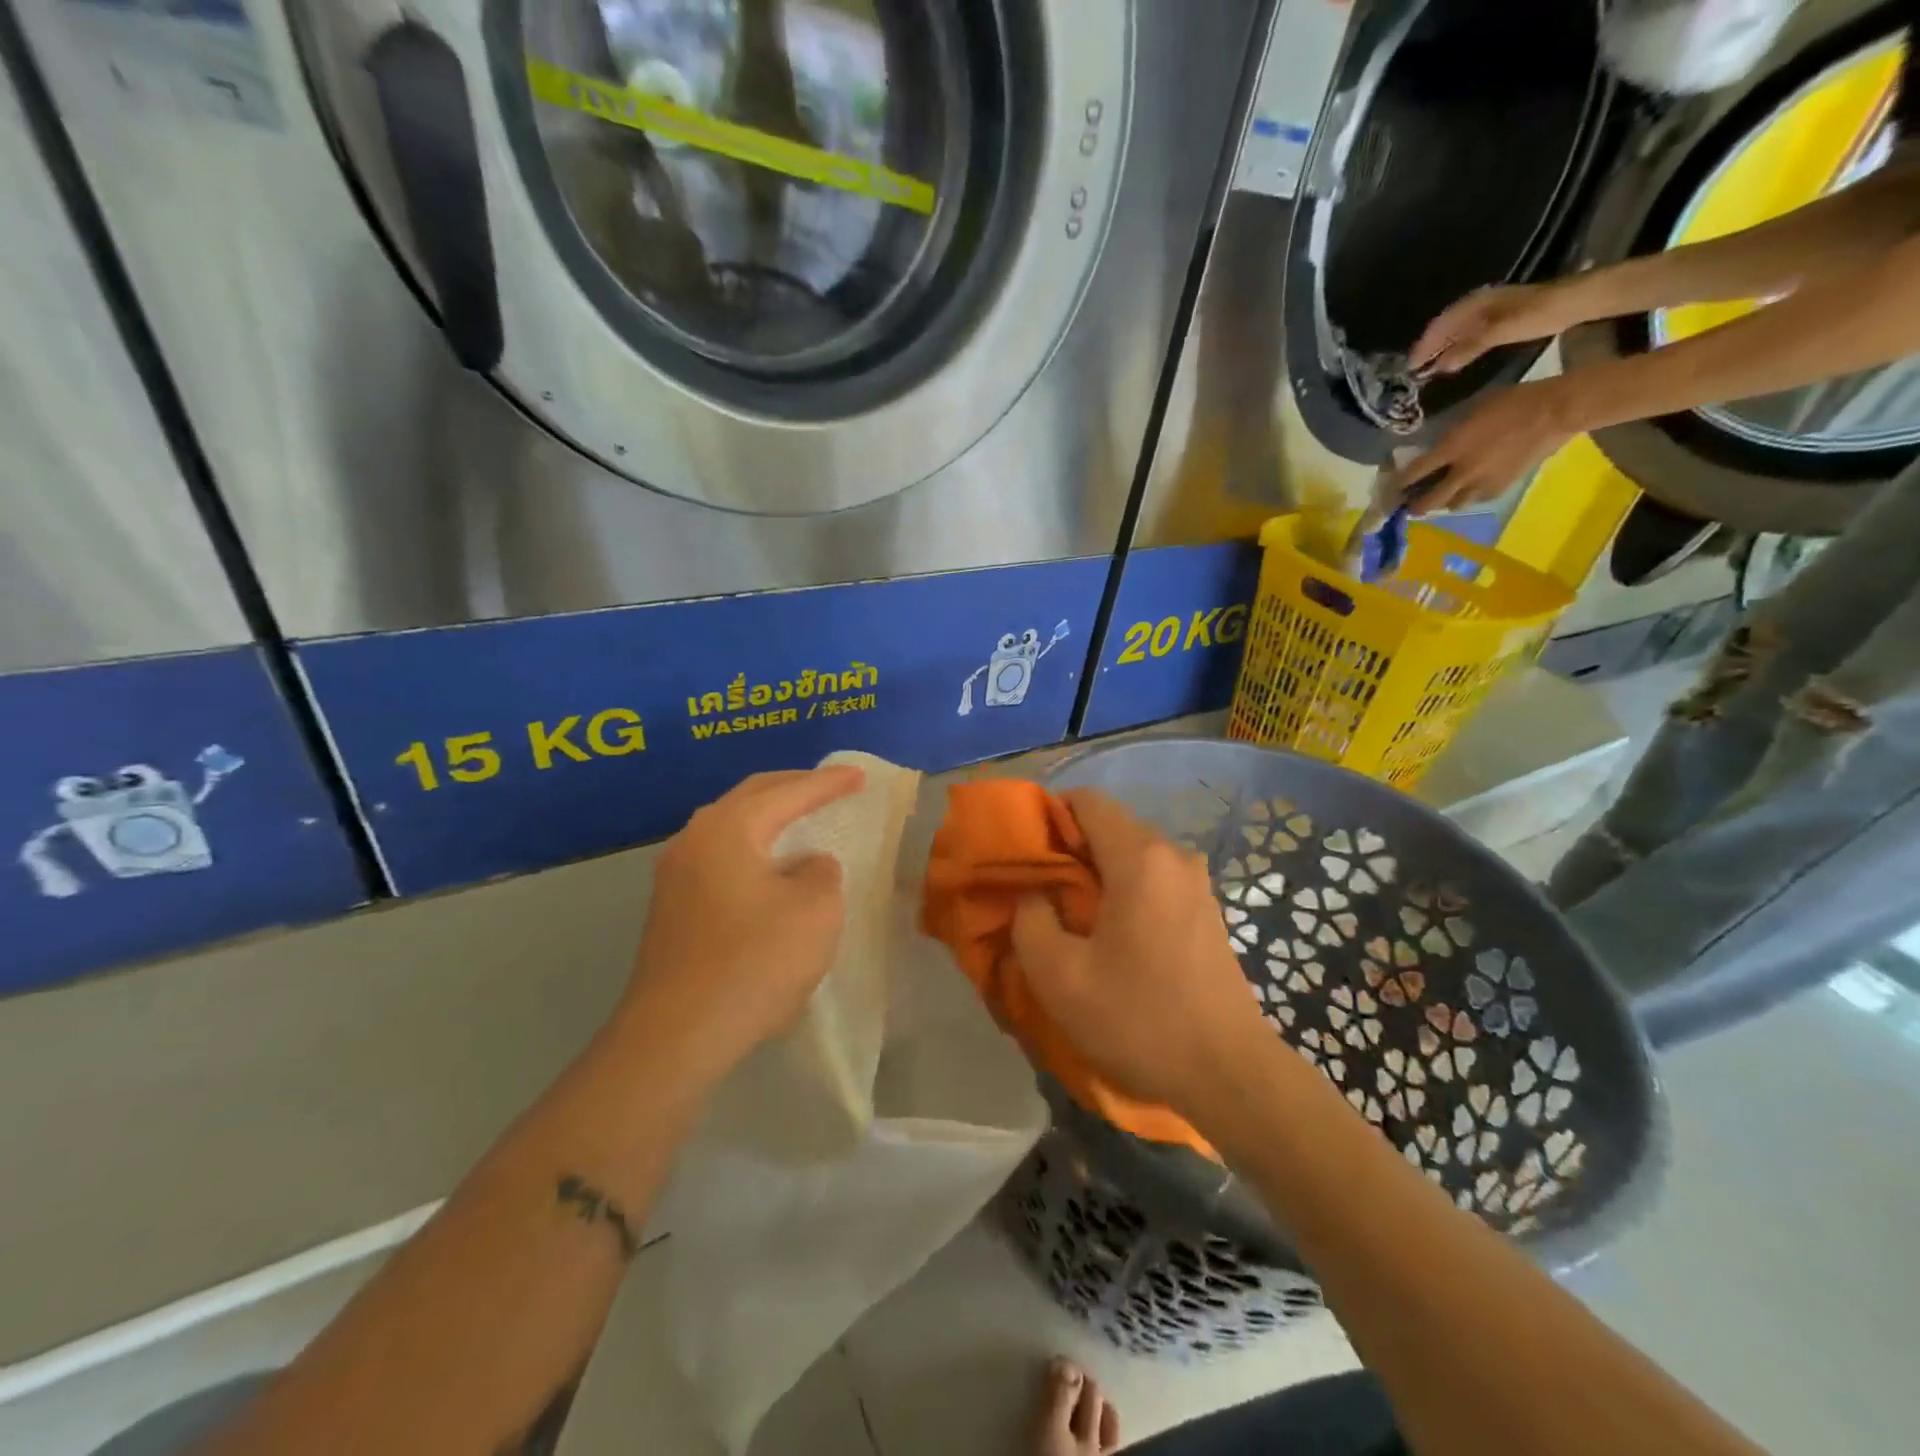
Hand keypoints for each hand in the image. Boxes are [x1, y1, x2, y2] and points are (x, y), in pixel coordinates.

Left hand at [620, 766, 863, 1085]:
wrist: (676, 1036)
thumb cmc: (754, 963)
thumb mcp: (815, 911)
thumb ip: (822, 873)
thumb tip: (807, 865)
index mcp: (728, 828)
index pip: (788, 793)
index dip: (829, 783)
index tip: (860, 776)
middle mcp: (694, 838)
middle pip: (750, 797)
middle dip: (793, 787)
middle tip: (830, 785)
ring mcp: (674, 874)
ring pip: (730, 826)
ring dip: (768, 817)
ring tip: (801, 818)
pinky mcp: (671, 907)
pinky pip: (720, 856)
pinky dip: (752, 847)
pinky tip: (770, 867)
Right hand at [1010, 790, 1268, 1113]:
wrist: (1230, 1074)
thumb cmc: (1139, 1019)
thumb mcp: (1059, 977)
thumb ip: (1030, 921)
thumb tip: (1033, 895)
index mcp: (1140, 858)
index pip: (1088, 801)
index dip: (1050, 815)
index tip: (1027, 852)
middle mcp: (1174, 856)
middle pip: (1111, 826)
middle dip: (1071, 848)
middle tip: (1042, 891)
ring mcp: (1197, 884)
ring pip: (1134, 855)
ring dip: (1099, 873)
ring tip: (1074, 917)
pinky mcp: (1208, 912)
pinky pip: (1156, 880)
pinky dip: (1127, 891)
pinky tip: (1115, 937)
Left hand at [1394, 379, 1577, 513]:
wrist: (1557, 411)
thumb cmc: (1514, 401)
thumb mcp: (1473, 411)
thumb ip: (1451, 433)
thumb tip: (1438, 447)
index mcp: (1451, 448)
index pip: (1415, 473)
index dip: (1399, 484)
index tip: (1391, 489)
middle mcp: (1462, 472)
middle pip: (1428, 501)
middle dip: (1414, 506)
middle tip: (1409, 505)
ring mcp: (1482, 483)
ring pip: (1451, 505)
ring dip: (1442, 503)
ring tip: (1440, 498)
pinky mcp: (1501, 488)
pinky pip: (1475, 501)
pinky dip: (1467, 498)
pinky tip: (1468, 492)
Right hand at [1409, 282, 1574, 375]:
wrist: (1573, 302)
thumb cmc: (1534, 315)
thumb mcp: (1497, 332)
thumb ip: (1468, 349)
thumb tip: (1440, 367)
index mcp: (1473, 304)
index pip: (1439, 325)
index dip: (1423, 345)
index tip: (1410, 367)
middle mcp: (1477, 304)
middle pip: (1445, 327)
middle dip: (1429, 347)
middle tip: (1415, 370)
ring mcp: (1489, 310)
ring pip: (1456, 330)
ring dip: (1442, 348)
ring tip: (1429, 367)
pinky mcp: (1499, 318)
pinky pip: (1468, 333)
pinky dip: (1456, 347)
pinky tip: (1453, 359)